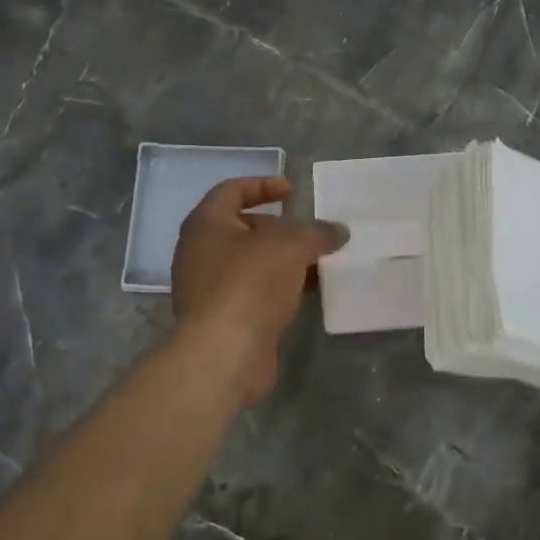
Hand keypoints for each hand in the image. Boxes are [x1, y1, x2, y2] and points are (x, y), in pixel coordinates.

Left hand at [170, 176, 348, 405]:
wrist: (224, 354)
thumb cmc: (250, 283)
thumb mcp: (292, 245)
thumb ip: (317, 232)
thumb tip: (338, 231)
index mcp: (206, 224)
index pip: (232, 190)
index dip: (263, 185)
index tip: (293, 191)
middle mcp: (201, 252)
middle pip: (244, 228)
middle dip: (281, 228)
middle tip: (312, 231)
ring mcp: (210, 288)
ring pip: (253, 264)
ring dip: (285, 260)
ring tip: (320, 260)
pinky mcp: (225, 319)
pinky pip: (256, 293)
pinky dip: (281, 288)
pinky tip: (310, 291)